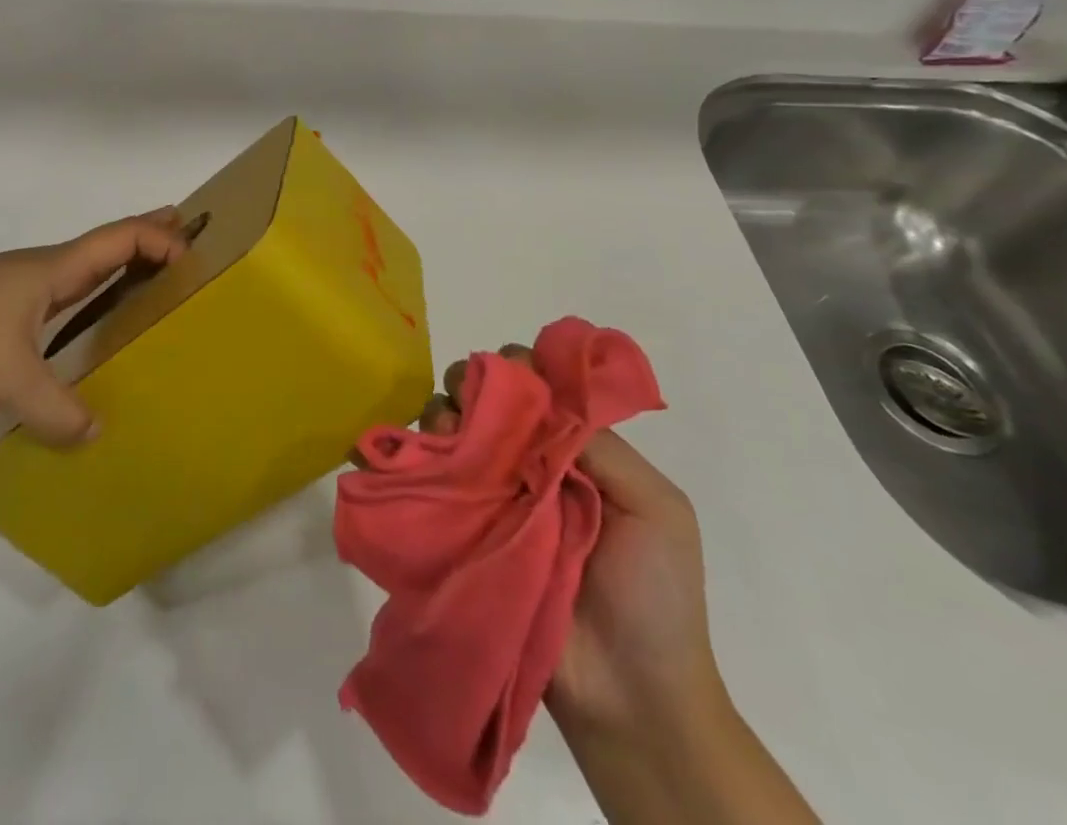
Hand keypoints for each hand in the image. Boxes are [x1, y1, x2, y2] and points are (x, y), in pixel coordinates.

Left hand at [0, 207, 189, 445]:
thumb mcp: (8, 378)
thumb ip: (56, 409)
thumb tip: (95, 432)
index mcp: (53, 269)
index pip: (121, 238)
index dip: (161, 238)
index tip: (195, 257)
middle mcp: (41, 270)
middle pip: (106, 244)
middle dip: (148, 237)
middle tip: (188, 240)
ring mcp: (16, 289)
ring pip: (81, 271)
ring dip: (119, 268)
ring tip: (150, 282)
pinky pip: (60, 297)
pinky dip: (89, 298)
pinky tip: (87, 327)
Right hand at [420, 350, 723, 733]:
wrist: (630, 698)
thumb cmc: (655, 596)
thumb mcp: (657, 508)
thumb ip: (603, 446)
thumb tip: (538, 396)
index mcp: (573, 451)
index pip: (536, 388)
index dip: (518, 368)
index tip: (509, 371)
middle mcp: (526, 463)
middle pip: (485, 401)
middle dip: (471, 385)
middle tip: (468, 404)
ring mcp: (490, 497)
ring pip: (450, 431)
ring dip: (441, 417)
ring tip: (446, 437)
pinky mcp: (460, 532)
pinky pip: (427, 483)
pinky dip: (409, 460)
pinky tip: (412, 458)